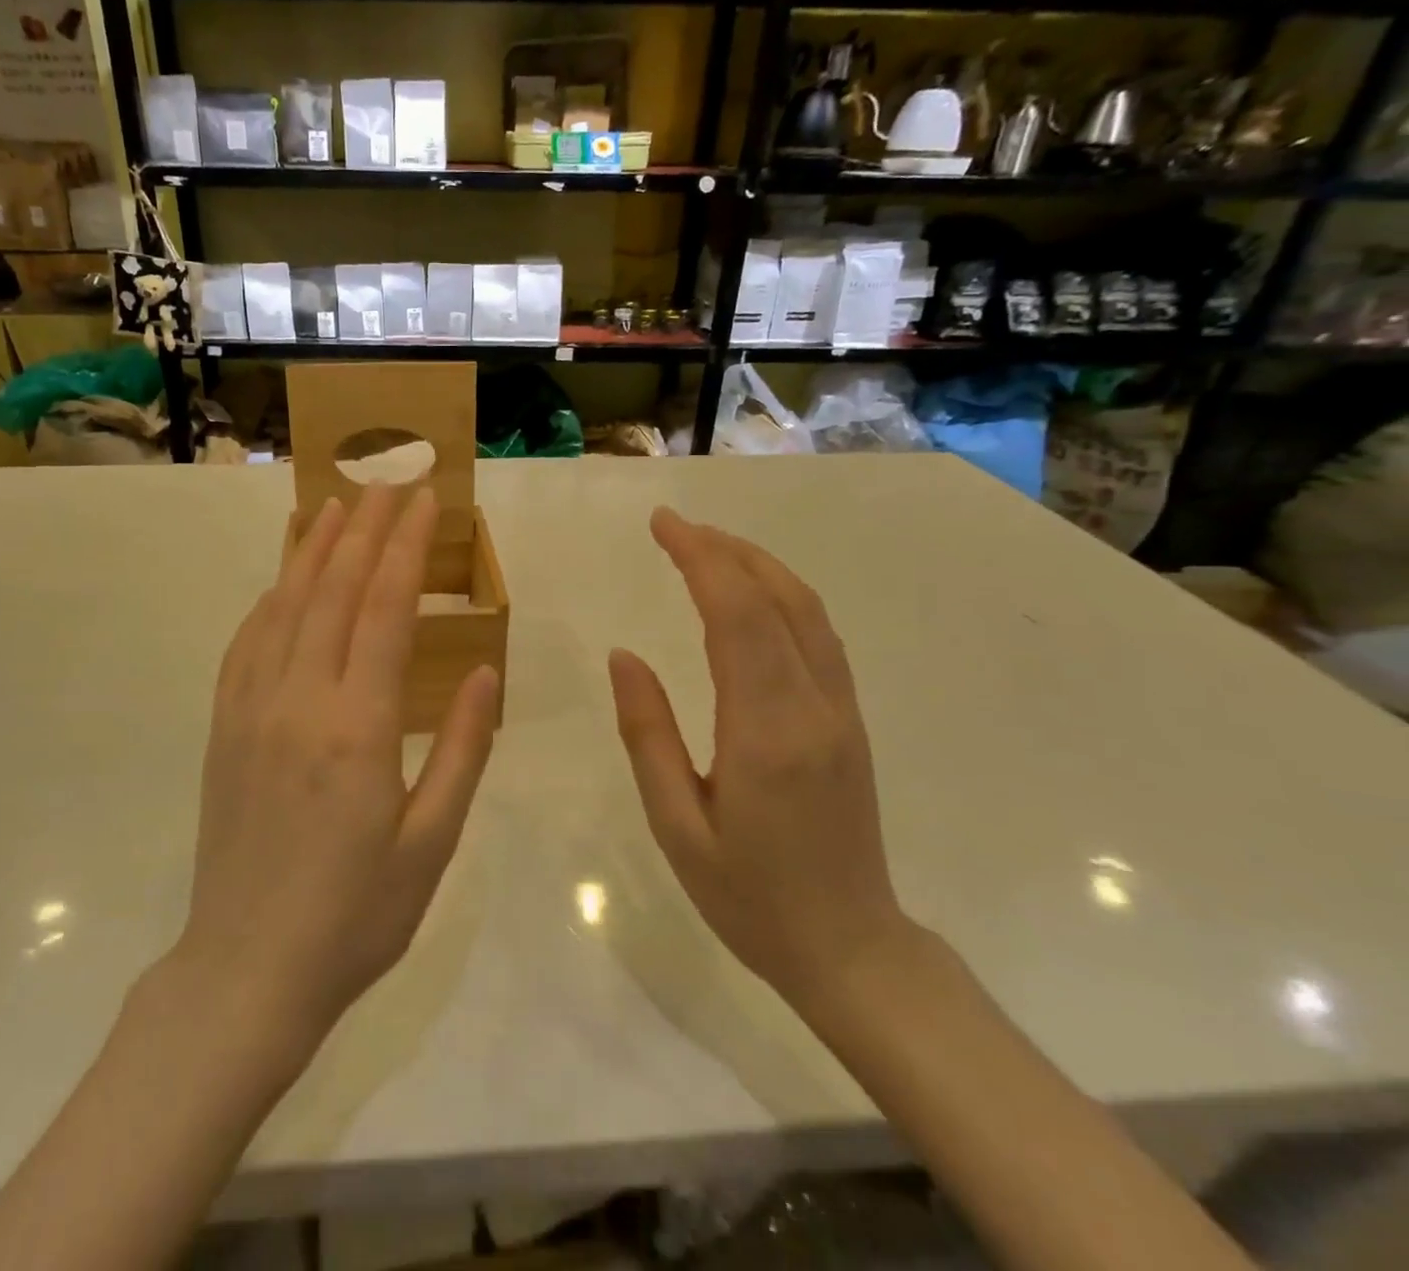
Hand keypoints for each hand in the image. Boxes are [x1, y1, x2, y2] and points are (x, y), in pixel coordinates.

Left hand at [177, 484, 499, 1053]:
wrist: (248, 970)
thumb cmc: (356, 915)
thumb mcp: (432, 841)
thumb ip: (462, 747)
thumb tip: (483, 670)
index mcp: (358, 726)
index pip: (384, 608)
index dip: (404, 546)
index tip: (422, 500)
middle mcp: (298, 700)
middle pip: (332, 590)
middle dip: (364, 529)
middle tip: (387, 483)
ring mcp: (251, 710)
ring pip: (284, 605)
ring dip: (313, 549)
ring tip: (335, 504)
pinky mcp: (224, 728)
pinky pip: (247, 642)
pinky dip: (270, 598)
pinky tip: (283, 580)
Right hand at [608, 508, 908, 1007]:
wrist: (850, 947)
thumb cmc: (748, 896)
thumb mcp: (676, 825)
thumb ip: (648, 734)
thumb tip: (623, 655)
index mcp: (766, 731)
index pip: (737, 615)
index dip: (700, 559)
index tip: (662, 525)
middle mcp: (813, 706)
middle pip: (776, 598)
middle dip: (724, 549)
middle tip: (674, 526)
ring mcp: (841, 710)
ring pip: (807, 610)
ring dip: (757, 565)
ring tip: (707, 546)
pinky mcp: (849, 720)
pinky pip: (819, 635)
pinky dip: (782, 595)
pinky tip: (753, 593)